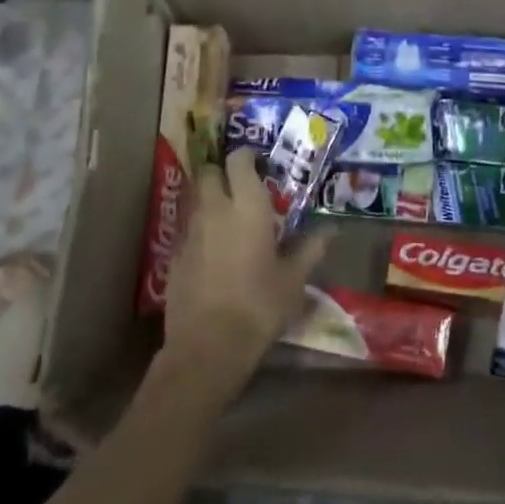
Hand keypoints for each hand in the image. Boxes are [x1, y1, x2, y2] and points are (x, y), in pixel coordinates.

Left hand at [162, 147, 330, 395]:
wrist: (207, 347)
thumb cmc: (259, 306)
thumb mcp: (294, 279)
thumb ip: (311, 248)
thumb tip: (331, 230)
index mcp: (246, 207)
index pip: (239, 160)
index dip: (247, 157)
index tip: (260, 164)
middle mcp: (214, 210)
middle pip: (210, 173)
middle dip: (223, 174)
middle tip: (242, 189)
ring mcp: (189, 232)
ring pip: (196, 200)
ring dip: (211, 201)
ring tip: (230, 220)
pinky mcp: (173, 256)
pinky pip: (187, 230)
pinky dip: (199, 231)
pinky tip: (213, 253)